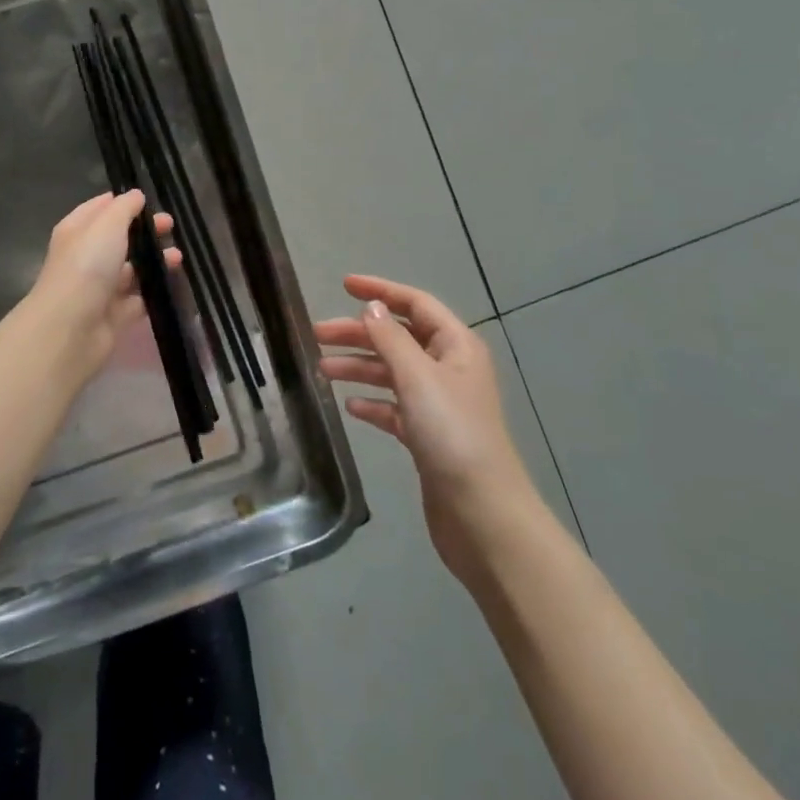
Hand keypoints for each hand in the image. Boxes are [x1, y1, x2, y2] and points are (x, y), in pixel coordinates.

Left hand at [29, 191, 177, 383]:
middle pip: (119, 238)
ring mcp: (100, 288)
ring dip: (154, 261)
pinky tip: (173, 283)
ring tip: (177, 258)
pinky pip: (138, 299)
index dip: (123, 202)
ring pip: (132, 269)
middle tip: (171, 227)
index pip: (100, 208)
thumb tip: (136, 195)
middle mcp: (86, 257)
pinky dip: (154, 291)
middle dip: (145, 231)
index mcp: (77, 230)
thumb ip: (124, 207)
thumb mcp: (107, 224)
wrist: (71, 327)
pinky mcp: (114, 315)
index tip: (150, 201)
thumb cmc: (87, 265)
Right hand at [316, 275, 537, 580]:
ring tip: (322, 371)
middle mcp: (449, 369)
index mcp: (455, 346)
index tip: (344, 285)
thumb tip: (371, 308)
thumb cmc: (452, 433)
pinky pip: (394, 408)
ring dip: (360, 368)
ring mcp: (439, 404)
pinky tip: (349, 407)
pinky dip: (373, 403)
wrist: (482, 514)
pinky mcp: (429, 437)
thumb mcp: (417, 377)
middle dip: (359, 334)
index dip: (381, 291)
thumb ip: (390, 339)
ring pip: (393, 373)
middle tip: (317, 335)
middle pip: (398, 338)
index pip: (415, 304)